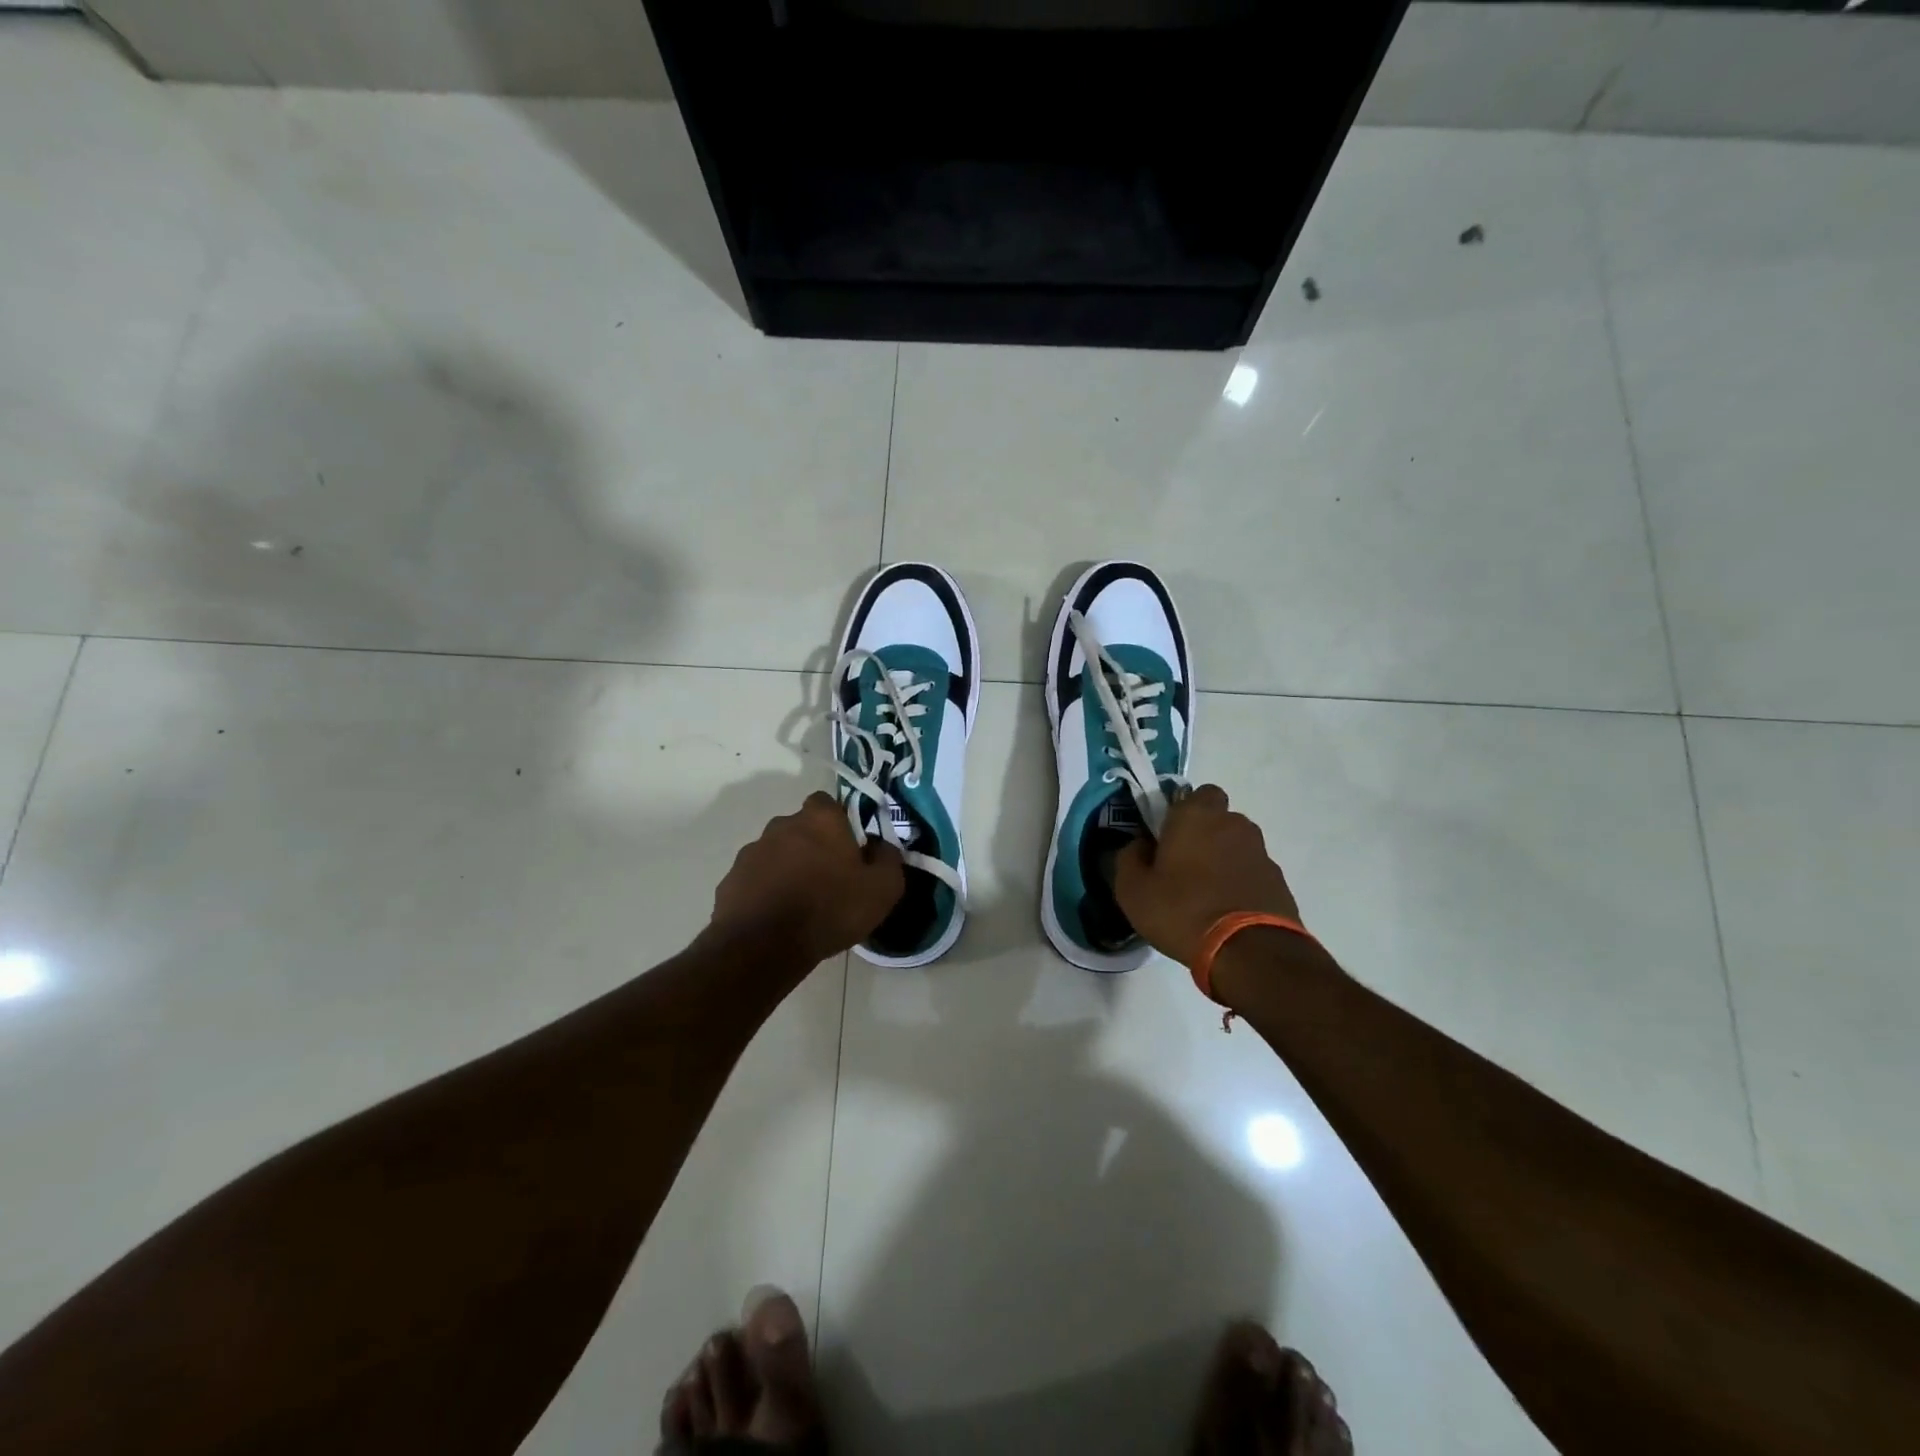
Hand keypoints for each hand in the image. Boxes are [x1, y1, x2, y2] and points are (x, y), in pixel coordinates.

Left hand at [710, 792, 904, 965]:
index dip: (839, 823)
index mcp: (820, 819)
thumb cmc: (829, 909)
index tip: (849, 849)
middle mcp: (782, 825)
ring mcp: (752, 851)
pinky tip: (777, 918)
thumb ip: (889, 859)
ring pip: (777, 853)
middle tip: (829, 879)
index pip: (828, 803)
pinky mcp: (731, 880)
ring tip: (801, 904)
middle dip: (813, 847)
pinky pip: (756, 879)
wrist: (763, 946)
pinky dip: (766, 891)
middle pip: (801, 828)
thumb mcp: (882, 889)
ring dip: (788, 869)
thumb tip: (881, 847)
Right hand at [1115, 784, 1300, 967]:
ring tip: (1206, 893)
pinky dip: (1240, 882)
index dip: (1180, 812)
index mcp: (1196, 815)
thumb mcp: (1132, 890)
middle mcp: (1233, 823)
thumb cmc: (1182, 911)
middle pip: (1218, 818)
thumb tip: (1139, 845)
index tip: (1166, 837)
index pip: (1194, 793)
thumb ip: (1128, 858)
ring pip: (1236, 844)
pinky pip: (1251, 871)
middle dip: (1203, 834)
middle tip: (1183, 865)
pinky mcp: (1278, 880)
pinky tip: (1226, 910)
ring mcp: (1260, 851)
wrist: (1249, 952)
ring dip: (1223, 859)